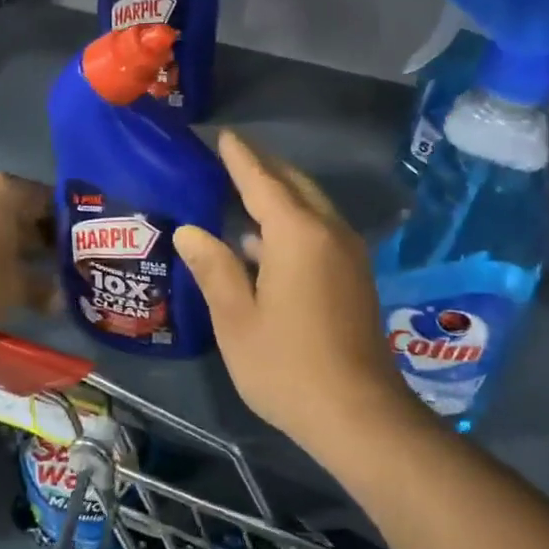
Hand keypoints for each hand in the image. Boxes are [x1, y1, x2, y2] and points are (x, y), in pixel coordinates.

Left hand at [0, 173, 54, 331]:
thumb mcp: (13, 290)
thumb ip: (42, 290)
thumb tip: (61, 300)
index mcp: (9, 191)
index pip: (53, 201)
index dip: (69, 227)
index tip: (78, 250)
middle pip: (23, 208)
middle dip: (40, 235)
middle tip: (57, 263)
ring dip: (11, 241)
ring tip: (26, 270)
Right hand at [174, 131, 418, 458]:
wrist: (358, 413)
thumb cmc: (287, 366)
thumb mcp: (237, 319)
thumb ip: (215, 268)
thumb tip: (190, 230)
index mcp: (297, 234)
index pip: (262, 180)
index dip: (240, 157)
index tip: (223, 135)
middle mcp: (329, 232)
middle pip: (294, 185)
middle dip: (264, 167)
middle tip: (231, 156)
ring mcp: (347, 254)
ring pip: (311, 206)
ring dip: (280, 193)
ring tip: (243, 191)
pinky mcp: (355, 276)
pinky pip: (320, 229)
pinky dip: (293, 220)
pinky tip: (266, 241)